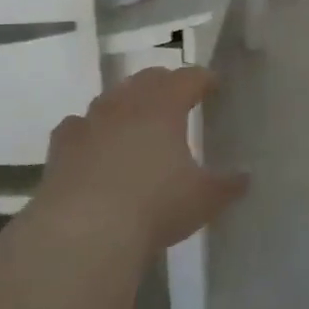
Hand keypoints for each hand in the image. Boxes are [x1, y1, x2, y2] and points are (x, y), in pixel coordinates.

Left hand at [38, 67, 248, 254]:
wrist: (86, 230)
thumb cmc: (155, 206)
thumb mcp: (203, 199)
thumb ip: (227, 185)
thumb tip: (246, 177)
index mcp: (165, 105)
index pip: (189, 78)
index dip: (204, 79)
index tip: (214, 84)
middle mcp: (127, 102)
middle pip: (149, 79)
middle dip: (166, 84)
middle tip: (178, 98)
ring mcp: (90, 119)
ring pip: (112, 97)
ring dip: (127, 103)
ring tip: (136, 120)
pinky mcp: (62, 144)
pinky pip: (78, 125)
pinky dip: (89, 129)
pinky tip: (92, 143)